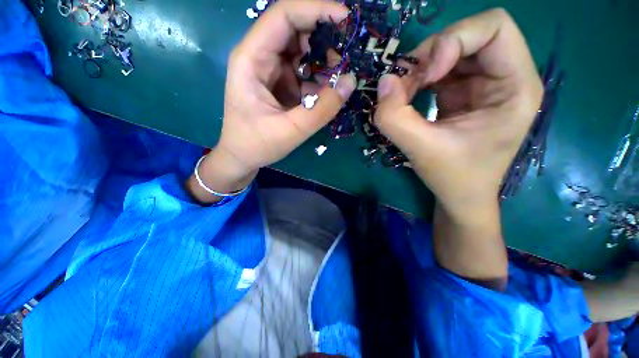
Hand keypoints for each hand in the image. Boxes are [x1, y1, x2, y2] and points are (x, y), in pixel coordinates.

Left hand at [188, 0, 355, 202]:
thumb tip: (350, 82)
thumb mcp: (291, 131)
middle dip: (324, 38)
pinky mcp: (280, 83)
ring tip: (340, 78)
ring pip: (302, 50)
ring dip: (324, 60)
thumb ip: (322, 109)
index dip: (316, 10)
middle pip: (295, 29)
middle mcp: (260, 57)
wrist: (242, 157)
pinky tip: (328, 91)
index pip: (283, 16)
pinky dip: (319, 77)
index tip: (346, 20)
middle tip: (348, 57)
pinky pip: (303, 71)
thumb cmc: (257, 144)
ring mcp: (270, 70)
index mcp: (251, 60)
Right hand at [374, 9, 542, 286]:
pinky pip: (437, 71)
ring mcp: (480, 85)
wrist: (461, 201)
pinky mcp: (461, 96)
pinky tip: (405, 99)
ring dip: (419, 69)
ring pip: (447, 52)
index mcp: (515, 87)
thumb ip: (398, 119)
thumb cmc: (456, 184)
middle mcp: (502, 78)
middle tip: (406, 83)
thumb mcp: (428, 151)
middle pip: (465, 35)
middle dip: (431, 54)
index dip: (450, 42)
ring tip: (401, 94)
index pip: (490, 28)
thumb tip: (380, 90)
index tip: (421, 75)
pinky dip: (418, 79)